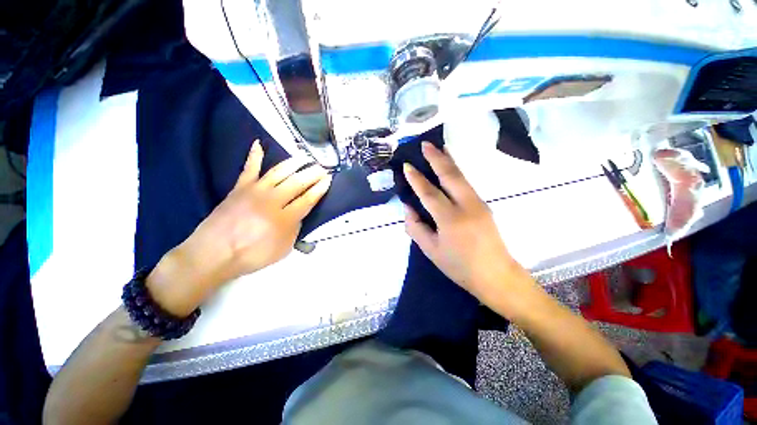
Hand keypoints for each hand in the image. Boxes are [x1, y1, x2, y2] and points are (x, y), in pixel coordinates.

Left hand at [147, 140, 331, 315]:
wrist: (213, 254)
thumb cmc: (252, 255)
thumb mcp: (284, 249)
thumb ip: (294, 229)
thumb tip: (298, 215)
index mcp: (285, 218)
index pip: (308, 199)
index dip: (320, 189)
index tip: (328, 180)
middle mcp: (272, 200)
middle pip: (297, 182)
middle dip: (313, 174)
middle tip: (322, 167)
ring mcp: (255, 191)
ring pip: (279, 172)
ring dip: (294, 163)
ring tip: (304, 156)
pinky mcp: (240, 187)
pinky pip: (249, 168)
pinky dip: (254, 155)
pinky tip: (258, 143)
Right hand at [403, 142, 532, 306]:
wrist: (496, 275)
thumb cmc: (459, 267)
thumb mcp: (431, 251)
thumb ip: (416, 227)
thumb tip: (409, 208)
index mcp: (450, 220)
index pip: (429, 193)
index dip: (416, 179)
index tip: (407, 166)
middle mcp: (466, 206)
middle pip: (450, 176)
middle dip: (437, 158)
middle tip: (426, 144)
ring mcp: (479, 204)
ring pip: (461, 177)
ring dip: (449, 161)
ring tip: (440, 148)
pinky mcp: (485, 205)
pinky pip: (467, 184)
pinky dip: (457, 172)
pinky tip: (451, 168)